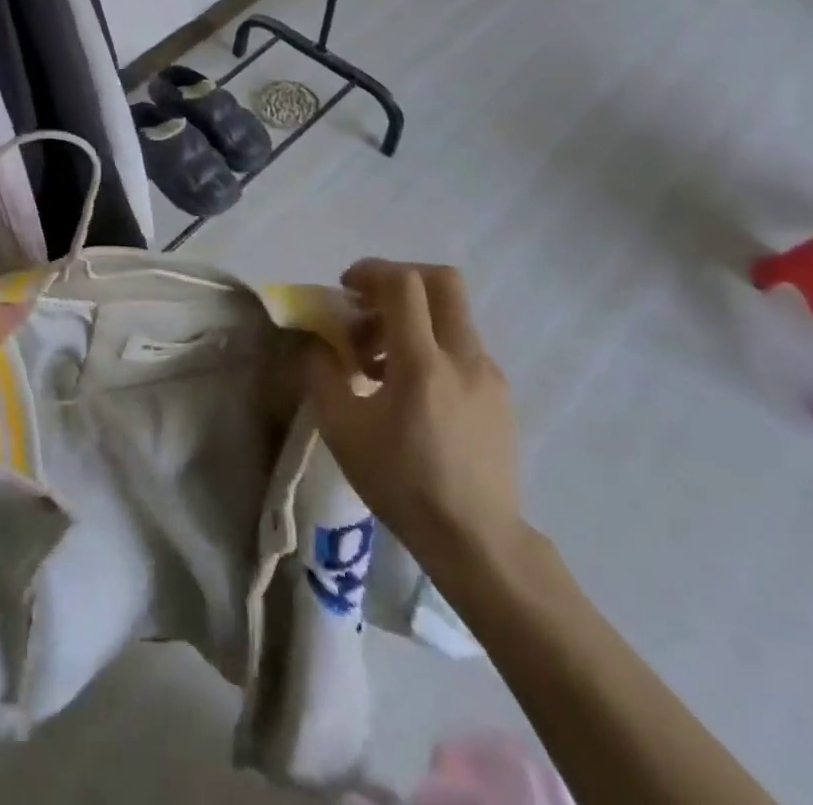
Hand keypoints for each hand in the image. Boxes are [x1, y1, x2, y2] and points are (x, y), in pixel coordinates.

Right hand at [303, 260, 523, 575]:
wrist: (476, 541)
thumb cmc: (402, 483)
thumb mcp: (342, 430)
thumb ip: (320, 373)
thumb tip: (313, 339)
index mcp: (423, 363)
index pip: (405, 284)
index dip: (371, 271)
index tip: (347, 289)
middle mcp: (463, 357)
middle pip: (442, 281)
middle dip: (400, 280)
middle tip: (369, 306)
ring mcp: (488, 374)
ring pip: (452, 315)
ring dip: (413, 318)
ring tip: (378, 361)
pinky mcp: (499, 394)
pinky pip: (462, 347)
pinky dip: (432, 345)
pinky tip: (409, 390)